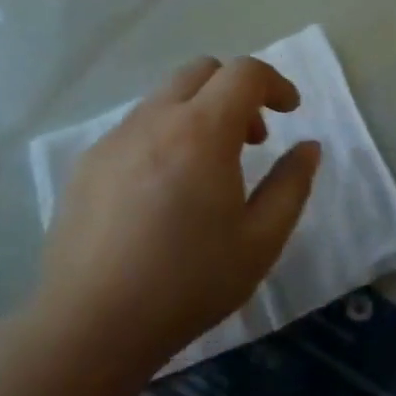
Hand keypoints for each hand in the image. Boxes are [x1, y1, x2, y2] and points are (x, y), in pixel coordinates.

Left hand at [38, 56, 321, 369]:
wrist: (91, 323)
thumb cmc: (188, 283)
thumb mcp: (260, 241)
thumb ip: (291, 185)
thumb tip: (308, 147)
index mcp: (201, 132)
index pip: (244, 73)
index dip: (275, 83)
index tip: (290, 112)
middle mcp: (153, 120)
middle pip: (201, 72)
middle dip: (236, 91)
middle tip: (251, 140)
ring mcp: (113, 139)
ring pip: (164, 98)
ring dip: (198, 113)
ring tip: (207, 171)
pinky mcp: (87, 164)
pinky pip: (135, 128)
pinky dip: (164, 136)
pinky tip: (163, 193)